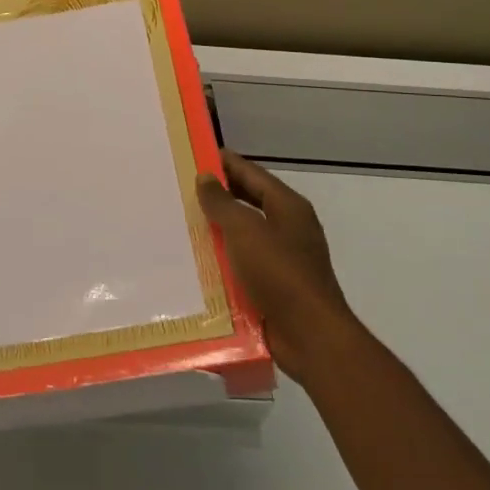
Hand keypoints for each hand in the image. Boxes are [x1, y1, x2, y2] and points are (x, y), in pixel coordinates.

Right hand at [196, 150, 354, 385]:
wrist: (310, 335)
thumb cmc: (279, 273)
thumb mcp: (245, 230)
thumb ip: (223, 202)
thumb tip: (206, 177)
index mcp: (288, 207)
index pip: (251, 172)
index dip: (223, 162)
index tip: (192, 154)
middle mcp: (288, 228)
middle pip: (248, 201)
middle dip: (217, 195)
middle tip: (179, 188)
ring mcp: (283, 258)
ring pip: (243, 234)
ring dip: (216, 229)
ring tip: (180, 222)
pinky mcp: (274, 286)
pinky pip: (243, 264)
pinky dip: (222, 260)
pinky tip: (196, 261)